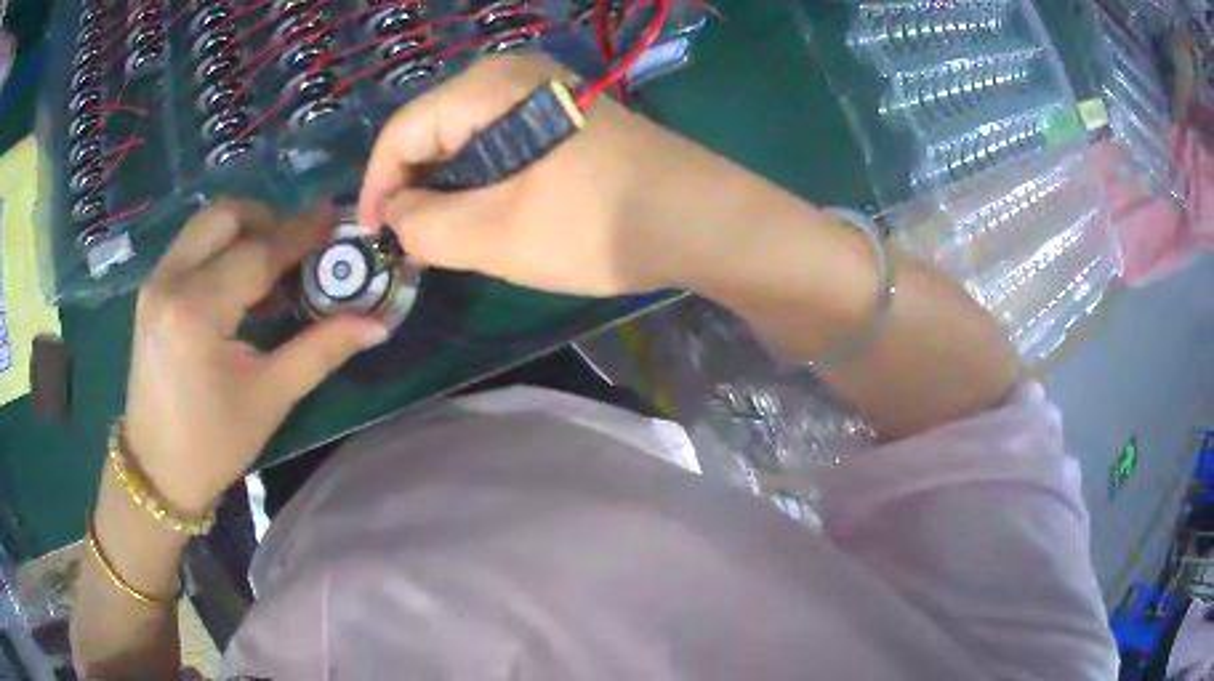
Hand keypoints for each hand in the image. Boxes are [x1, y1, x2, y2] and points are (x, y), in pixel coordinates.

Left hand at [123, 200, 389, 513]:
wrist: (156, 471)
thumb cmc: (213, 443)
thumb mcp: (270, 398)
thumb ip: (321, 350)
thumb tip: (377, 324)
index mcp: (196, 312)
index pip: (257, 253)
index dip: (300, 233)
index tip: (335, 216)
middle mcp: (169, 282)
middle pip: (225, 216)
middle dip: (268, 220)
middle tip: (299, 250)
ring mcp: (155, 283)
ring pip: (206, 224)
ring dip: (245, 232)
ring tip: (272, 272)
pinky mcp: (151, 291)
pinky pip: (193, 246)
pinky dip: (222, 248)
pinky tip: (240, 287)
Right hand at [358, 54, 730, 296]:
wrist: (700, 221)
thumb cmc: (594, 222)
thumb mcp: (494, 233)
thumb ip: (424, 226)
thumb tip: (395, 217)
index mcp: (487, 87)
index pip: (402, 133)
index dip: (377, 188)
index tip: (372, 239)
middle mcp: (511, 76)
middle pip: (432, 132)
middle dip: (413, 190)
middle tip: (408, 245)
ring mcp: (543, 94)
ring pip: (465, 142)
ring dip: (447, 190)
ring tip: (441, 240)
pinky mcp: (564, 118)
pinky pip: (499, 145)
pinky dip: (480, 183)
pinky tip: (484, 217)